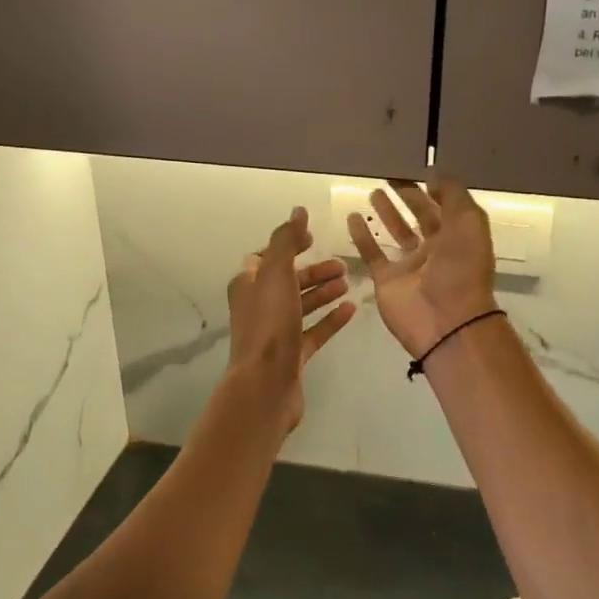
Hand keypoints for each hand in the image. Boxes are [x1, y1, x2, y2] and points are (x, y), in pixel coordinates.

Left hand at [226, 207, 355, 431]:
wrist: (265, 386)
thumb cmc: (269, 325)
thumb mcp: (276, 274)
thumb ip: (286, 241)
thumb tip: (297, 211)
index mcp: (248, 285)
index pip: (267, 257)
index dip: (289, 245)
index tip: (313, 239)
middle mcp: (258, 307)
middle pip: (288, 281)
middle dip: (313, 271)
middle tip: (341, 265)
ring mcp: (275, 333)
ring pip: (301, 305)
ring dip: (323, 292)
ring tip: (348, 283)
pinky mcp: (292, 356)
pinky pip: (314, 331)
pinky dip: (330, 319)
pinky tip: (351, 310)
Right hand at [348, 181, 498, 359]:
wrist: (446, 319)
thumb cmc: (461, 268)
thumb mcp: (468, 222)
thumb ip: (453, 195)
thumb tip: (432, 177)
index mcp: (458, 237)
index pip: (444, 207)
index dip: (431, 189)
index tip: (414, 170)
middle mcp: (436, 249)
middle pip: (420, 217)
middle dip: (408, 198)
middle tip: (390, 177)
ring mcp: (410, 266)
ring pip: (396, 233)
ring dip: (387, 214)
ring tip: (373, 192)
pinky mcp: (387, 279)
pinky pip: (373, 253)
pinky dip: (362, 235)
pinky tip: (353, 216)